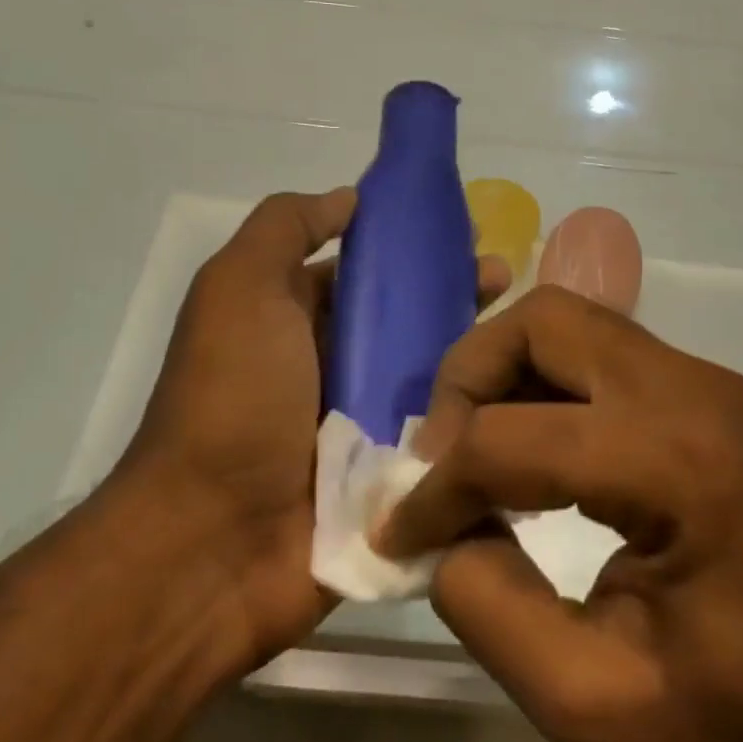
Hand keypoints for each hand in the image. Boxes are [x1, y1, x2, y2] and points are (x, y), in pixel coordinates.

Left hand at [123, 189, 510, 673]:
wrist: (217, 543)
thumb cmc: (233, 399)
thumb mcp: (239, 287)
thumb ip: (286, 227)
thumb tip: (351, 198)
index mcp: (294, 319)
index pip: (364, 272)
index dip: (410, 248)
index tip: (465, 233)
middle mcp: (329, 367)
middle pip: (404, 319)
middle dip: (454, 293)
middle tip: (504, 279)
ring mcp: (362, 426)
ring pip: (430, 374)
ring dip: (474, 349)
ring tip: (523, 330)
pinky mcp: (391, 478)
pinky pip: (440, 433)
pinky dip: (475, 413)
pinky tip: (525, 393)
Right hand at [373, 284, 742, 741]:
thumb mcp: (591, 699)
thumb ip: (488, 606)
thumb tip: (438, 533)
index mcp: (678, 465)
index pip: (512, 438)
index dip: (437, 487)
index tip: (401, 535)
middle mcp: (694, 390)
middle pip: (542, 322)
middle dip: (468, 378)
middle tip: (440, 457)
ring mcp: (707, 380)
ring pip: (569, 322)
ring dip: (504, 372)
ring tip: (475, 453)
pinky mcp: (708, 391)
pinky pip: (599, 351)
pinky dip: (544, 383)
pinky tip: (531, 452)